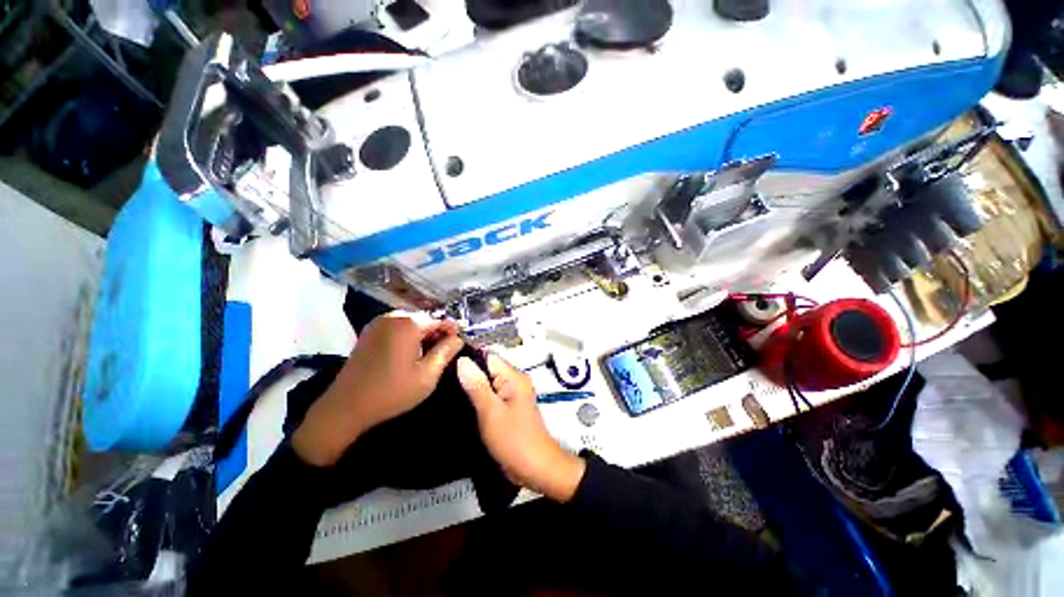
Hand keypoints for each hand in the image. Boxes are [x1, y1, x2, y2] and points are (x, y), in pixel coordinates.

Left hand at [293, 312, 463, 466]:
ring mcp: (379, 323)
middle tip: (445, 352)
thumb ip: (446, 352)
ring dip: (423, 334)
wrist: (346, 407)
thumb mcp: (427, 375)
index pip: (440, 320)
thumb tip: (459, 338)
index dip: (453, 330)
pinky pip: (397, 327)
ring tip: (428, 354)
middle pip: (425, 319)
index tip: (460, 343)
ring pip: (412, 322)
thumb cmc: (391, 392)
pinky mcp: (370, 332)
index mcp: (409, 324)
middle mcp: (394, 316)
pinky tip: (410, 353)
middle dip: (437, 332)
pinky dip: (408, 335)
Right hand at [457, 353, 585, 502]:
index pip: (488, 357)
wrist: (535, 469)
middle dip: (466, 374)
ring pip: (486, 384)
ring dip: (470, 387)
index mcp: (514, 377)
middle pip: (487, 370)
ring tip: (444, 390)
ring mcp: (511, 396)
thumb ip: (476, 386)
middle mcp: (514, 382)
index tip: (444, 363)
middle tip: (440, 379)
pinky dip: (476, 399)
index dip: (467, 358)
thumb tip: (462, 360)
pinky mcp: (507, 409)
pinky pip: (489, 397)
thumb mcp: (491, 412)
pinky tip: (458, 404)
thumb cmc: (514, 439)